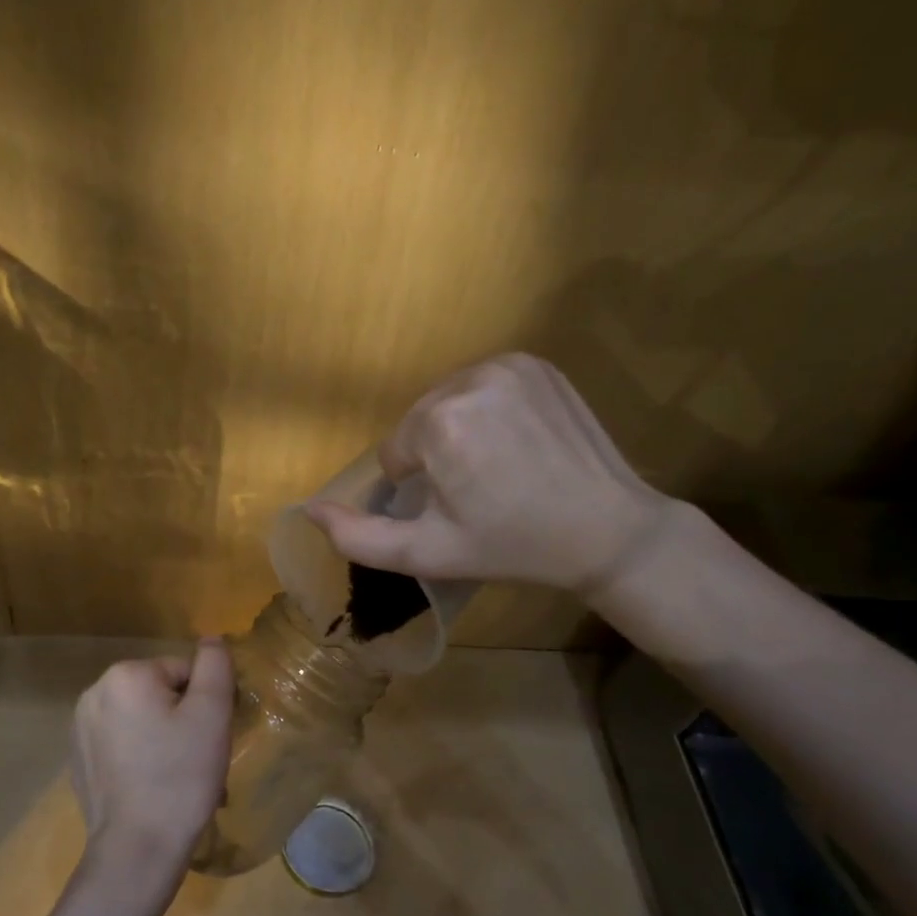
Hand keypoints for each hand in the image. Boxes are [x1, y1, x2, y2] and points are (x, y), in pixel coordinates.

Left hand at [69, 638, 234, 894]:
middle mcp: (94, 691)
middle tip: (196, 759)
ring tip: (176, 777)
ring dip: (162, 737)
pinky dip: (140, 756)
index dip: (205, 703)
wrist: (136, 850)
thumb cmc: (180, 777)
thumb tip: (211, 638)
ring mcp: (80, 727)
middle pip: (160, 693)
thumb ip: (215, 666)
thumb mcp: (211, 714)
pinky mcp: (78, 758)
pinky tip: (151, 787)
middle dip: (182, 720)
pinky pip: (121, 743)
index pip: (184, 672)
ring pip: (141, 719)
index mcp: (126, 675)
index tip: (210, 738)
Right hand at [305, 353, 669, 594]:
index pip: (395, 452)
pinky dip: (487, 408)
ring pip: (449, 400)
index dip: (418, 486)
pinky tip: (517, 439)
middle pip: (419, 421)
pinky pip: (483, 384)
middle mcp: (469, 380)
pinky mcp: (537, 362)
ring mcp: (509, 365)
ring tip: (498, 464)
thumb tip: (309, 509)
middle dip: (435, 453)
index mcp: (439, 424)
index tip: (458, 507)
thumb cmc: (511, 546)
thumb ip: (358, 537)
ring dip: (458, 429)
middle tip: (478, 490)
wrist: (607, 529)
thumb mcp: (427, 553)